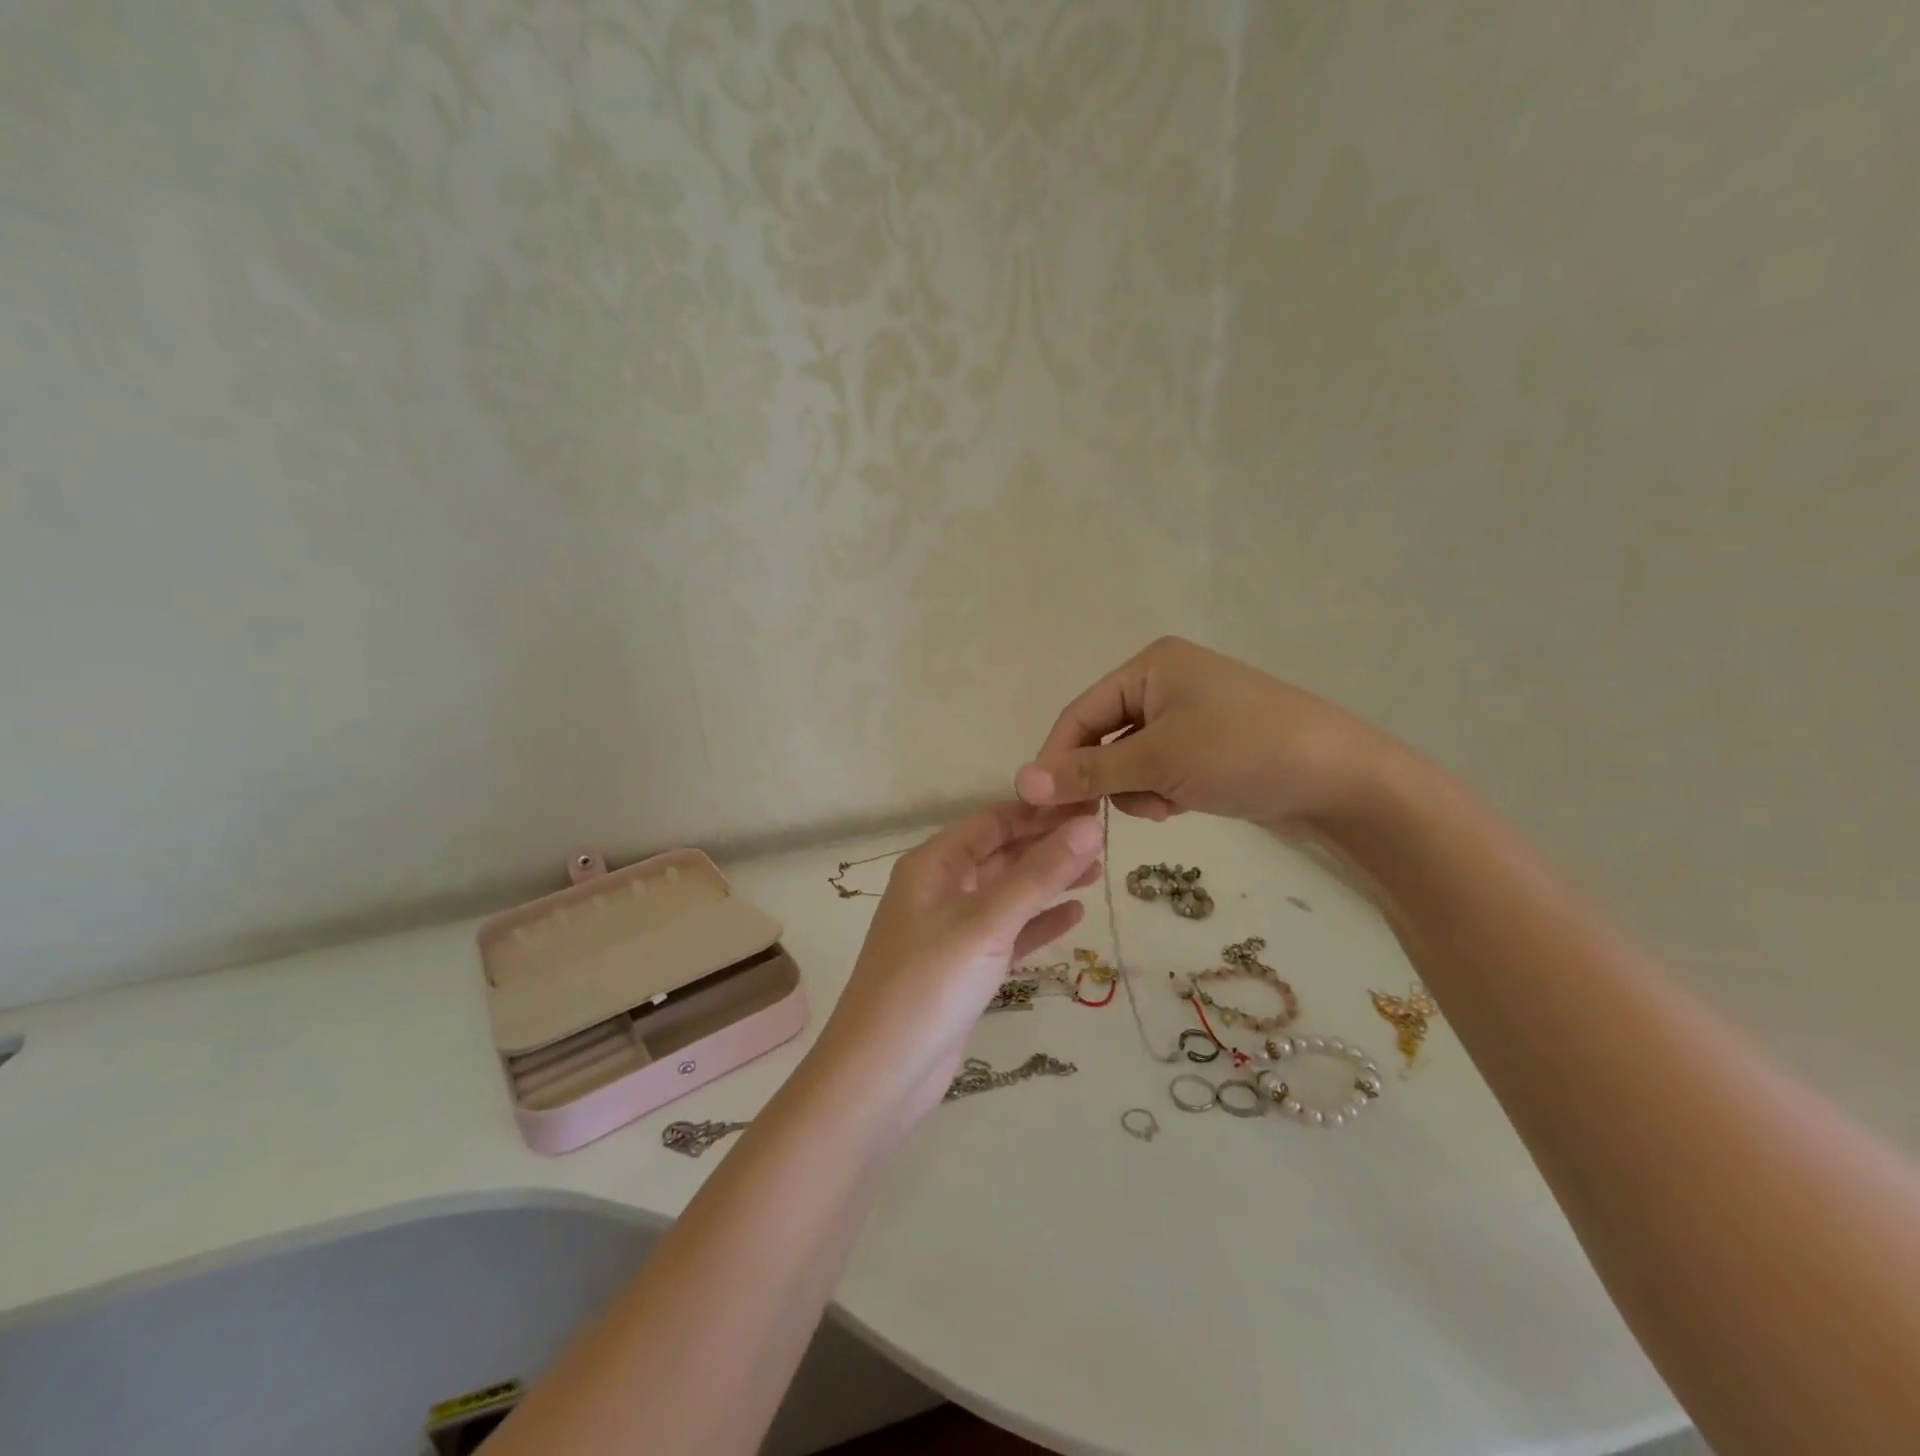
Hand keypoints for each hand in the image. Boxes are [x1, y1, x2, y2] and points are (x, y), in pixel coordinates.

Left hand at [812, 804, 1104, 1120]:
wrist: (882, 1074)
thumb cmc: (929, 983)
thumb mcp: (987, 921)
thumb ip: (1040, 874)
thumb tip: (1091, 825)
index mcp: (934, 864)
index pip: (992, 821)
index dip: (1039, 811)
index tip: (1090, 804)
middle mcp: (941, 889)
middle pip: (1001, 854)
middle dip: (1047, 845)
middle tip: (1104, 838)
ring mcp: (952, 930)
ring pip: (1007, 894)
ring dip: (1048, 882)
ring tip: (1098, 871)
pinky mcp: (965, 967)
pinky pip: (1008, 933)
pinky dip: (1038, 922)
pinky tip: (1075, 915)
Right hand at [1013, 637, 1395, 834]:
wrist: (1342, 780)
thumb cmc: (1243, 753)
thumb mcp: (1158, 761)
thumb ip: (1087, 772)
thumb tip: (1020, 781)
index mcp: (1149, 666)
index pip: (1079, 714)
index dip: (1057, 760)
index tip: (1042, 808)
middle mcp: (1164, 682)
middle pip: (1102, 737)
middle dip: (1108, 779)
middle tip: (1108, 815)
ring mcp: (1188, 715)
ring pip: (1128, 760)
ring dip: (1136, 790)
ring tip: (1167, 805)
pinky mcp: (1205, 745)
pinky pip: (1158, 770)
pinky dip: (1161, 792)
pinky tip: (1184, 805)